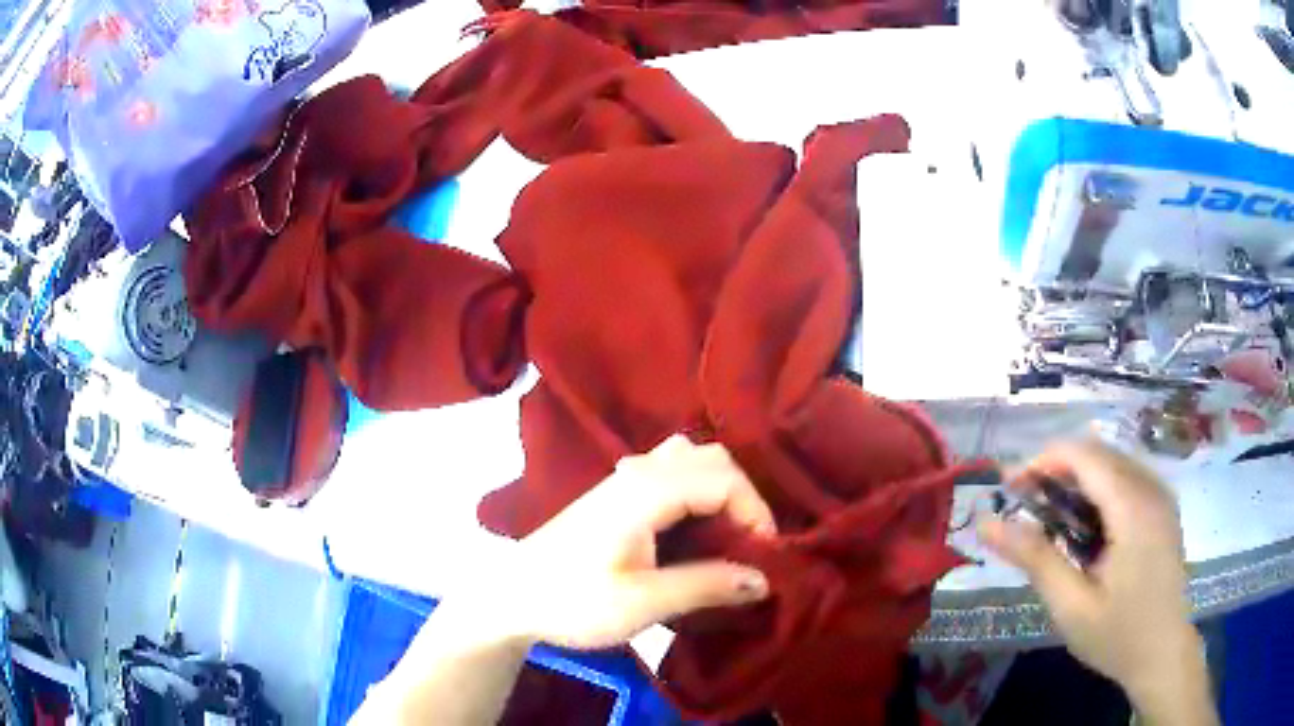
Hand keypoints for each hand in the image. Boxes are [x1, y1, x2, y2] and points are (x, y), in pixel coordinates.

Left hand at [493, 435, 774, 649]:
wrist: (511, 597)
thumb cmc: (572, 601)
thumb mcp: (642, 603)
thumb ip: (706, 586)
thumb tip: (764, 579)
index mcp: (646, 492)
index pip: (723, 479)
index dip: (755, 513)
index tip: (764, 558)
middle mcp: (638, 471)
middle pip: (711, 457)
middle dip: (742, 497)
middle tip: (749, 545)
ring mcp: (624, 477)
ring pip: (690, 459)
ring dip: (719, 489)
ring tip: (726, 536)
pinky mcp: (617, 492)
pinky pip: (671, 471)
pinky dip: (698, 491)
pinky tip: (693, 530)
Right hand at [977, 441, 1214, 723]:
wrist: (1163, 653)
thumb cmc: (1117, 635)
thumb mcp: (1071, 605)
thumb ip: (1035, 559)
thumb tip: (987, 524)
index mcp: (1133, 507)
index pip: (1084, 454)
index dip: (1043, 460)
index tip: (1010, 488)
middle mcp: (1151, 488)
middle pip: (1098, 453)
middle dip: (1057, 470)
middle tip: (1024, 507)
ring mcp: (1161, 496)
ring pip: (1113, 463)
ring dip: (1077, 480)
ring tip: (1050, 519)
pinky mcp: (1163, 508)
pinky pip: (1126, 479)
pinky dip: (1098, 490)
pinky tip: (1085, 528)